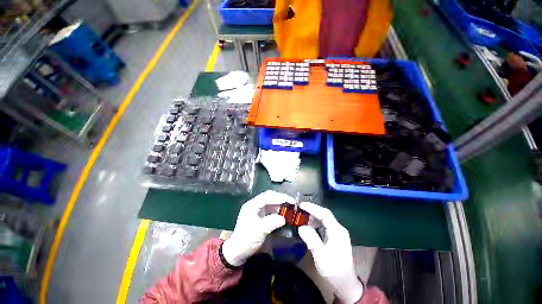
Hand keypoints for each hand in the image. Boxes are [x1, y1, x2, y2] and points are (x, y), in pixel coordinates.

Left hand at [222, 190, 294, 265]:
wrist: (238, 252)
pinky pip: (271, 210)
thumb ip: (270, 223)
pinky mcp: (261, 216)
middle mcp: (255, 205)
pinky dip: (278, 210)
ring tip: (291, 207)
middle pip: (269, 197)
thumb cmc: (246, 241)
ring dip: (280, 204)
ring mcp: (258, 210)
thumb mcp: (258, 232)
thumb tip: (284, 218)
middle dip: (281, 198)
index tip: (290, 201)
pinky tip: (285, 214)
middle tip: (292, 203)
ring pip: (271, 203)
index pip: (267, 197)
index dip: (279, 197)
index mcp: (252, 205)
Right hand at [298, 202, 362, 303]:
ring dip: (313, 217)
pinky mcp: (334, 237)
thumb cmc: (334, 270)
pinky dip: (315, 224)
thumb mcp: (322, 257)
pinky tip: (308, 227)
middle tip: (299, 210)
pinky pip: (323, 226)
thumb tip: (301, 227)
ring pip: (324, 220)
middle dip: (312, 211)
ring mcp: (337, 233)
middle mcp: (338, 229)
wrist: (345, 283)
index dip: (313, 208)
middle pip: (324, 215)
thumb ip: (312, 240)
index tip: (301, 205)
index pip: (325, 214)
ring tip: (302, 217)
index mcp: (337, 231)